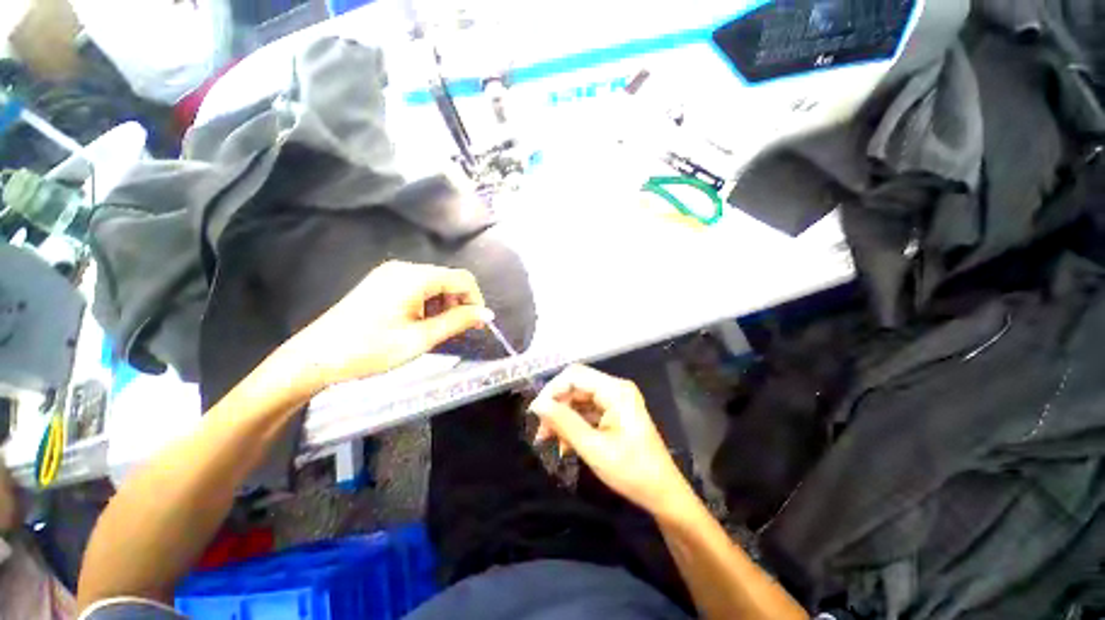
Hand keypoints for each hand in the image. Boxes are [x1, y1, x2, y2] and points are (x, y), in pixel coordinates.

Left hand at [281, 261, 490, 389]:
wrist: (315, 358)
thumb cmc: (370, 349)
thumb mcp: (420, 338)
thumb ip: (457, 322)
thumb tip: (487, 314)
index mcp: (415, 277)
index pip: (462, 279)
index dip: (476, 300)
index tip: (477, 325)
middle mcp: (404, 268)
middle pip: (449, 279)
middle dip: (460, 303)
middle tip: (458, 331)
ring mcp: (390, 274)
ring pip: (434, 284)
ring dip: (444, 305)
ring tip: (437, 330)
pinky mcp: (382, 283)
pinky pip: (418, 287)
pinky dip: (429, 304)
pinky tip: (420, 323)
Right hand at [529, 365, 692, 515]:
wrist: (663, 494)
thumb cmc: (632, 472)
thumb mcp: (594, 448)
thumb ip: (564, 423)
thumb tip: (537, 405)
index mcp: (615, 391)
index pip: (574, 375)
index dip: (552, 390)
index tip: (535, 413)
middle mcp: (615, 389)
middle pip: (576, 386)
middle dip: (556, 406)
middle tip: (540, 432)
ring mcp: (615, 400)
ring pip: (579, 399)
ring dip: (563, 417)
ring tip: (548, 440)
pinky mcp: (614, 413)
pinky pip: (587, 411)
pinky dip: (574, 424)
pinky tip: (565, 444)